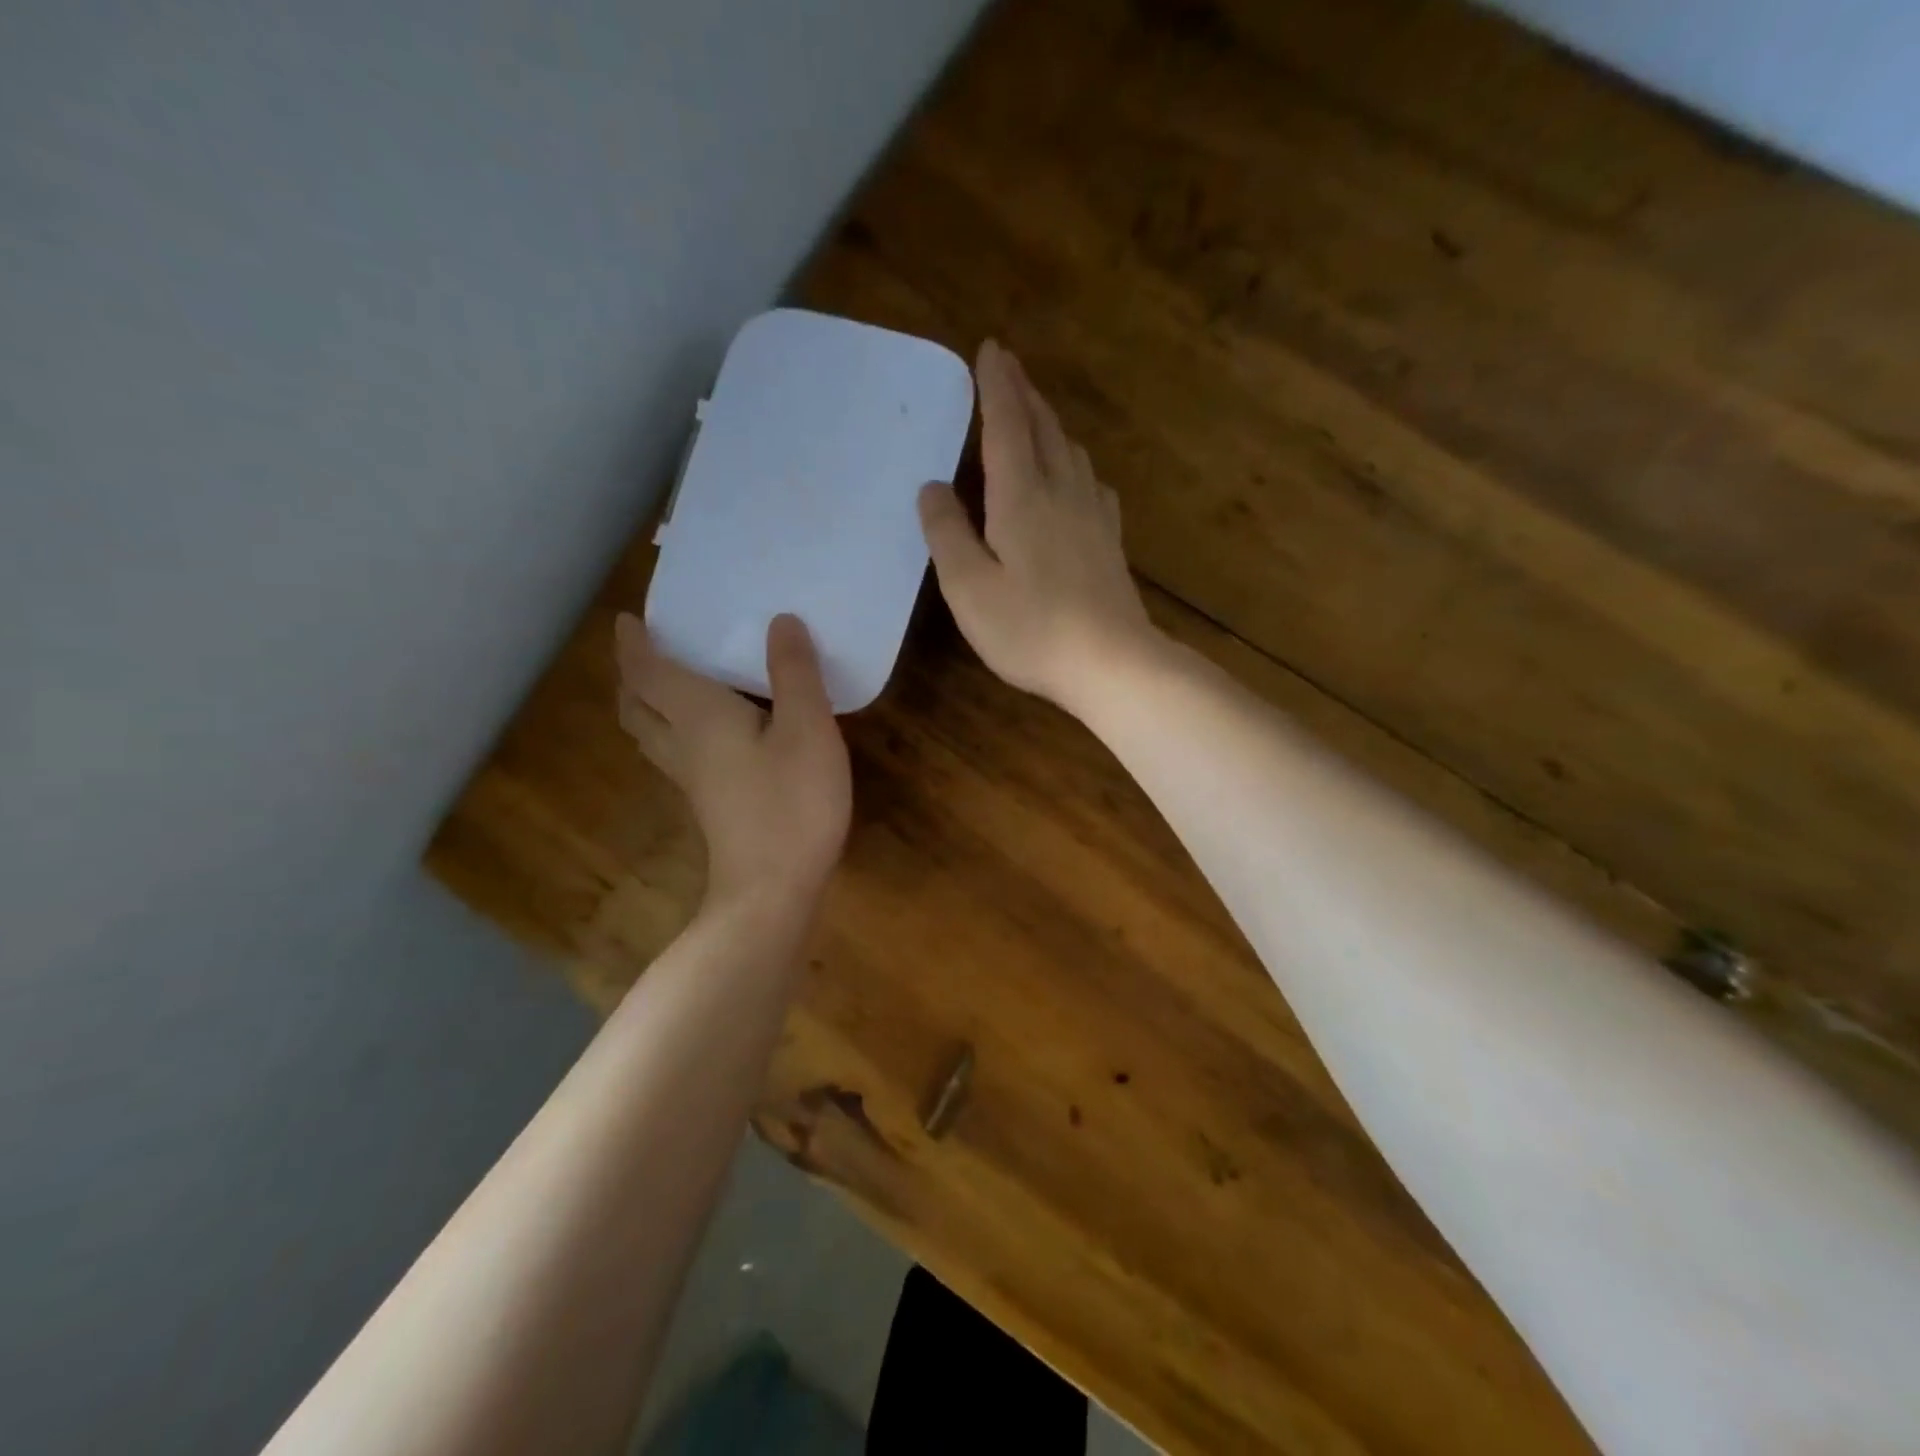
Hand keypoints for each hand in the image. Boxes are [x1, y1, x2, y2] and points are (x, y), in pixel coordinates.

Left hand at [615, 613, 850, 909]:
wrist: (772, 891)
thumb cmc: (791, 803)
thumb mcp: (808, 729)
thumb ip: (795, 673)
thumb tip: (780, 621)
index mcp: (698, 716)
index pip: (648, 672)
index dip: (634, 644)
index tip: (626, 619)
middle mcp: (683, 744)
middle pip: (637, 705)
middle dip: (632, 675)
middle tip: (643, 651)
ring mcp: (693, 780)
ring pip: (651, 734)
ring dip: (646, 705)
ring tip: (664, 687)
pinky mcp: (709, 805)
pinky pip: (673, 753)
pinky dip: (672, 730)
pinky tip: (704, 735)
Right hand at [919, 340, 1158, 715]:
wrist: (1112, 663)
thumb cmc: (1031, 629)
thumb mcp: (969, 588)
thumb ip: (947, 534)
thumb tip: (933, 487)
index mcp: (1022, 497)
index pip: (1007, 425)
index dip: (997, 386)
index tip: (991, 349)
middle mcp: (1062, 493)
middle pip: (1043, 429)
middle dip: (1024, 393)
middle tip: (1009, 366)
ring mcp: (1093, 516)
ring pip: (1070, 452)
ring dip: (1049, 424)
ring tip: (1034, 414)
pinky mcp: (1110, 542)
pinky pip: (1091, 484)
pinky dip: (1074, 464)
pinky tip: (1076, 477)